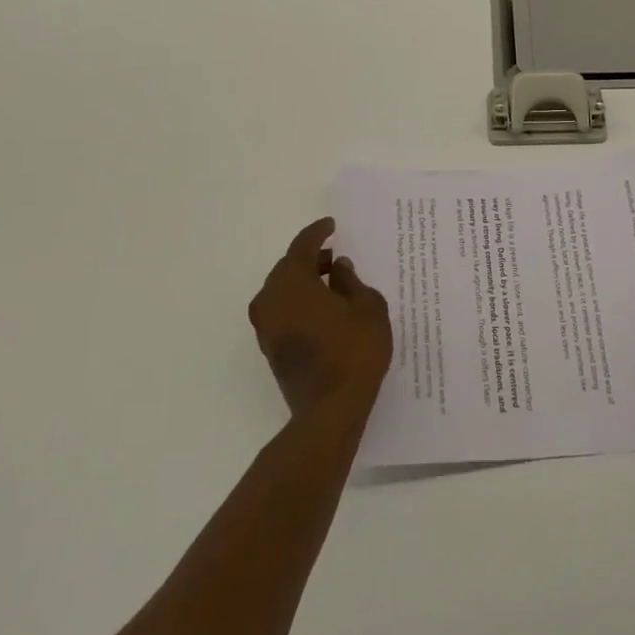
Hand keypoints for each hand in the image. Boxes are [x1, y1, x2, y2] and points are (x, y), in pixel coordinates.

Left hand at [249, 217, 392, 419]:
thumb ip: (352, 281)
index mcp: (292, 281)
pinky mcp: (270, 348)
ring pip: (284, 291)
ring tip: (335, 284)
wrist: (330, 409)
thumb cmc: (354, 350)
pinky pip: (284, 311)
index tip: (332, 226)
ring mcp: (266, 326)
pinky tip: (325, 309)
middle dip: (311, 259)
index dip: (318, 233)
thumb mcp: (367, 308)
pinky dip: (301, 303)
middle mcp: (271, 299)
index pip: (302, 246)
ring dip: (306, 282)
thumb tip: (338, 268)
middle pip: (289, 267)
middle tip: (336, 256)